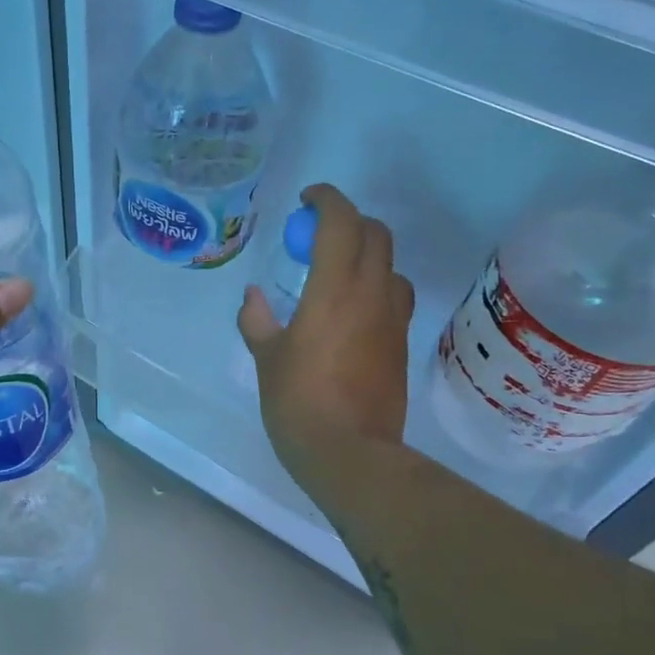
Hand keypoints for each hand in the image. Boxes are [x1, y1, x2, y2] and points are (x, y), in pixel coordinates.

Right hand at [238, 184, 414, 485]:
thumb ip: (258, 320)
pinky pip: (395, 297)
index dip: (326, 200)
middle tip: (318, 235)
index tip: (307, 200)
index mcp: (335, 289)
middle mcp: (372, 294)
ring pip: (392, 265)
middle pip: (376, 234)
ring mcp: (393, 320)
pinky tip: (352, 310)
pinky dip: (376, 286)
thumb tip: (253, 297)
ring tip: (338, 272)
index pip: (342, 222)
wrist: (351, 454)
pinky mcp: (401, 344)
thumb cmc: (299, 402)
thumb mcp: (267, 359)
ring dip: (368, 254)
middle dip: (350, 221)